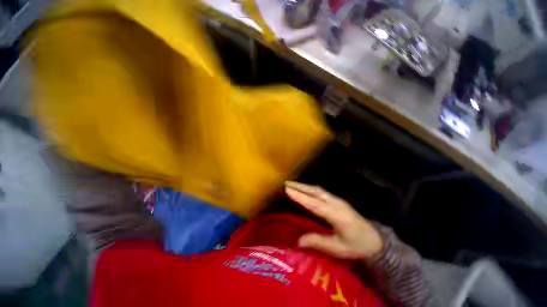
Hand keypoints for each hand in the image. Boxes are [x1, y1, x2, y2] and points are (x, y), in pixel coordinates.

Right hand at [285, 181, 382, 260]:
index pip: (313, 204)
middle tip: (285, 183)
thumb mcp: (337, 248)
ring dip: (304, 186)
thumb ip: (317, 242)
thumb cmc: (357, 246)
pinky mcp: (338, 200)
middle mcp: (335, 203)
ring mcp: (337, 200)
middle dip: (299, 186)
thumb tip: (298, 241)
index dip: (300, 196)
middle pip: (314, 192)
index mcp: (335, 215)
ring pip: (317, 189)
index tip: (287, 190)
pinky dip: (310, 188)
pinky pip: (321, 191)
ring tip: (292, 184)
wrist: (375, 240)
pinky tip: (305, 189)